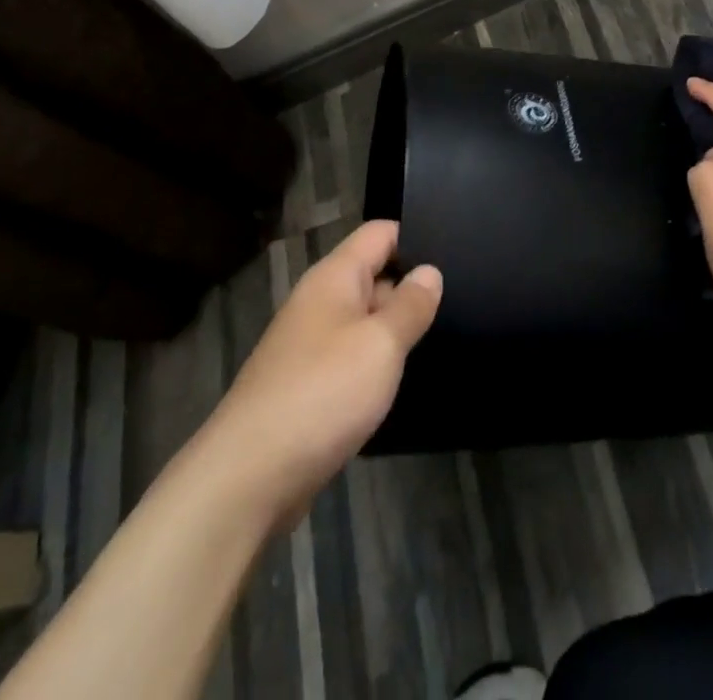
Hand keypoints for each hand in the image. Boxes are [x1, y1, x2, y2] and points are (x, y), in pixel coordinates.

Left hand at [192, 220, 440, 527]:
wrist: (248, 478)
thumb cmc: (322, 394)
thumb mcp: (380, 344)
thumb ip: (410, 305)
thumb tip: (430, 271)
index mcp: (334, 277)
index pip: (379, 233)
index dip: (416, 236)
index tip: (457, 252)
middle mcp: (319, 302)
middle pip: (374, 275)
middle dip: (412, 286)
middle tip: (464, 297)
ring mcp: (310, 346)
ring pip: (365, 321)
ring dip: (396, 329)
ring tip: (447, 335)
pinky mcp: (308, 387)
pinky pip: (352, 359)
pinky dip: (377, 365)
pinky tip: (407, 380)